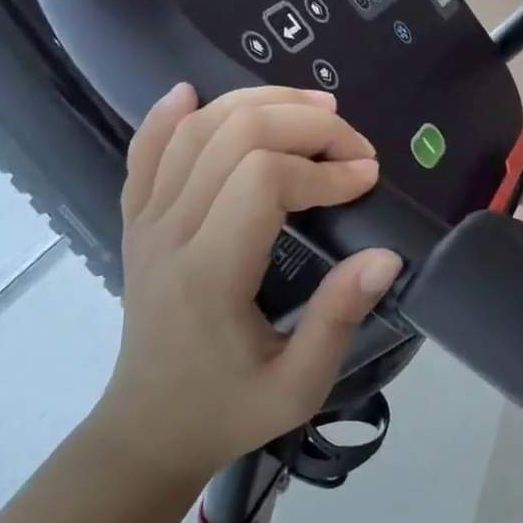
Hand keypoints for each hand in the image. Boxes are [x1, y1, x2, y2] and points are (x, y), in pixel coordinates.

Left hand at [90, 83, 402, 492]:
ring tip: (314, 107)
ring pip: (196, 130)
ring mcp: (146, 222)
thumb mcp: (299, 386)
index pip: (263, 181)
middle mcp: (170, 234)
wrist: (148, 431)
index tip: (367, 182)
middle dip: (306, 125)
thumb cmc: (228, 410)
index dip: (324, 169)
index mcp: (209, 275)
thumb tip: (386, 255)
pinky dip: (168, 116)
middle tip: (355, 145)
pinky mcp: (137, 221)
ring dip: (260, 103)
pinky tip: (193, 92)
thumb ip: (339, 318)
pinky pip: (145, 152)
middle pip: (234, 136)